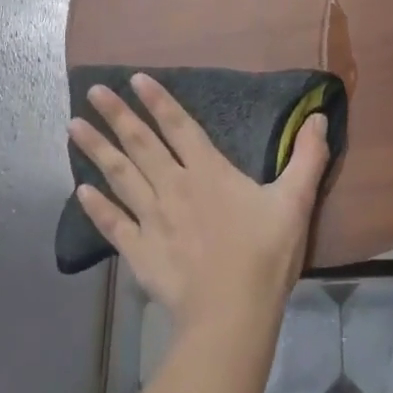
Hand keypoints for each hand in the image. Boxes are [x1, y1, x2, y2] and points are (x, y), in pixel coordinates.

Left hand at [70, 74, 328, 338]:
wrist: (232, 314)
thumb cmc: (265, 254)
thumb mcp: (296, 201)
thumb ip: (308, 157)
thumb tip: (319, 117)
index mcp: (209, 172)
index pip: (180, 126)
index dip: (159, 101)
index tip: (135, 79)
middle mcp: (174, 186)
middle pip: (141, 143)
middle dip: (117, 115)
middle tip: (93, 91)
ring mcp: (152, 218)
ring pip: (120, 176)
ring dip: (97, 149)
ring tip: (73, 126)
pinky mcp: (139, 251)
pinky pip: (113, 224)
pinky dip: (95, 207)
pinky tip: (80, 190)